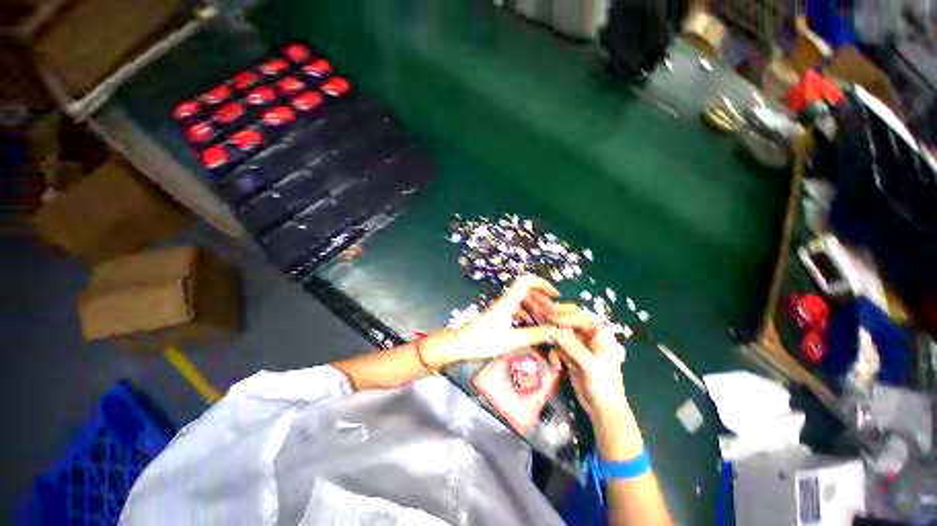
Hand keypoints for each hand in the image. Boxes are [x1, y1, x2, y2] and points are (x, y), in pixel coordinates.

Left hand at [436, 275, 560, 363]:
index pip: (526, 281)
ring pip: (520, 299)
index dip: (542, 284)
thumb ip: (534, 335)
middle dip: (541, 297)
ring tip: (545, 316)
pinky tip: (530, 322)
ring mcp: (500, 307)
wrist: (461, 344)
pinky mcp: (497, 314)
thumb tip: (555, 331)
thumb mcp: (512, 340)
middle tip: (553, 310)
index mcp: (508, 301)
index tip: (555, 295)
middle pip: (525, 289)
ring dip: (534, 304)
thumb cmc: (484, 340)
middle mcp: (505, 300)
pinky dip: (525, 312)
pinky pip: (515, 307)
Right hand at [552, 322, 628, 422]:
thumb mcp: (589, 365)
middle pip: (569, 321)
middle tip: (541, 318)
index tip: (547, 316)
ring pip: (561, 335)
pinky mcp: (571, 356)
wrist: (604, 410)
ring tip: (553, 357)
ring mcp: (579, 346)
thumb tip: (552, 331)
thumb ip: (571, 346)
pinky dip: (555, 356)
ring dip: (555, 344)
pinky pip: (558, 349)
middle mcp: (589, 337)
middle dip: (555, 322)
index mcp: (600, 334)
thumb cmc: (603, 386)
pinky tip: (557, 367)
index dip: (563, 315)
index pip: (579, 317)